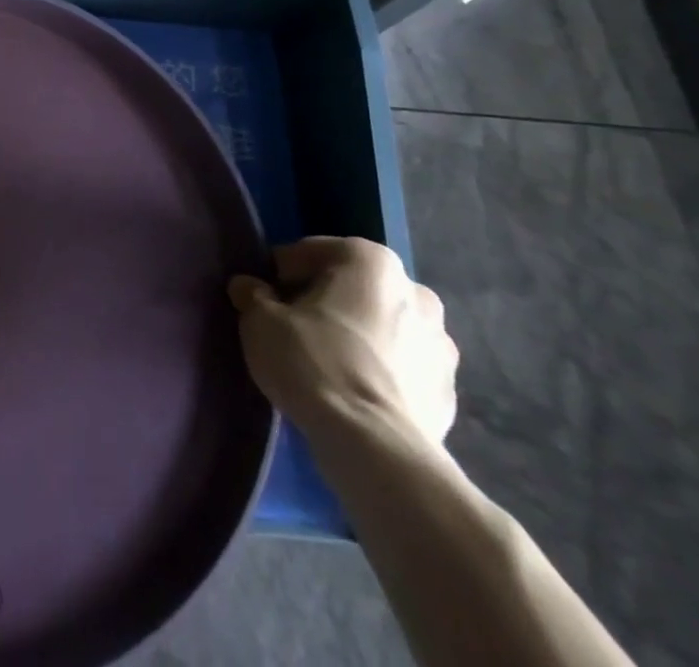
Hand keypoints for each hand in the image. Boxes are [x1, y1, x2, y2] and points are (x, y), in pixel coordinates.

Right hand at [227, 236, 456, 451]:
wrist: (374, 447)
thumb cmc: (313, 362)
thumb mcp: (260, 320)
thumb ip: (253, 295)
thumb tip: (249, 288)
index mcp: (373, 263)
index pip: (316, 251)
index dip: (285, 272)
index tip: (267, 295)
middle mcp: (416, 294)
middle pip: (356, 287)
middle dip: (328, 301)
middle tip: (295, 325)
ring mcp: (442, 346)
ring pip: (385, 327)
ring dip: (359, 336)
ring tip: (326, 362)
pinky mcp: (449, 393)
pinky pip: (403, 368)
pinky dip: (381, 371)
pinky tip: (353, 391)